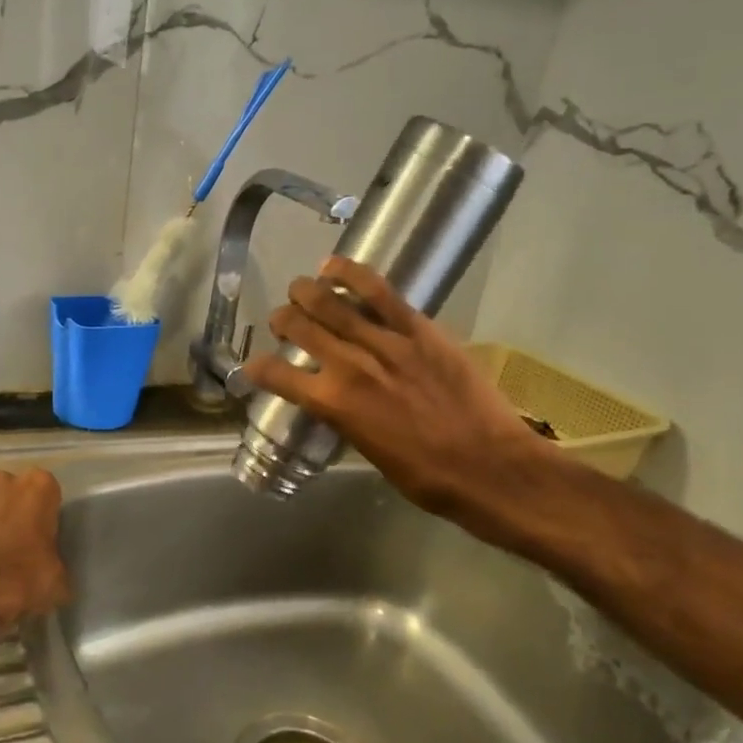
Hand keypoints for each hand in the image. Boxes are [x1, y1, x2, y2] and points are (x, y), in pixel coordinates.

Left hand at [0, 468, 68, 641]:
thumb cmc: (20, 577)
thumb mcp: (57, 581)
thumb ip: (56, 567)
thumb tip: (53, 577)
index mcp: (36, 487)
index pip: (48, 490)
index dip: (46, 514)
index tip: (44, 537)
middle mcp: (1, 482)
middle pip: (11, 493)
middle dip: (12, 512)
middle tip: (17, 546)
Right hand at [241, 258, 559, 534]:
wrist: (489, 466)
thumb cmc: (426, 476)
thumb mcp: (369, 451)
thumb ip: (346, 418)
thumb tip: (337, 401)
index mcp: (333, 405)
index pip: (279, 376)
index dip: (258, 369)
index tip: (253, 366)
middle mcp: (350, 367)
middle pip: (301, 329)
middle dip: (283, 320)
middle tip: (282, 320)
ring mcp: (385, 343)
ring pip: (332, 304)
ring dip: (307, 292)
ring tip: (299, 287)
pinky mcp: (419, 329)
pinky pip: (380, 292)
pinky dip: (352, 275)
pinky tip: (334, 266)